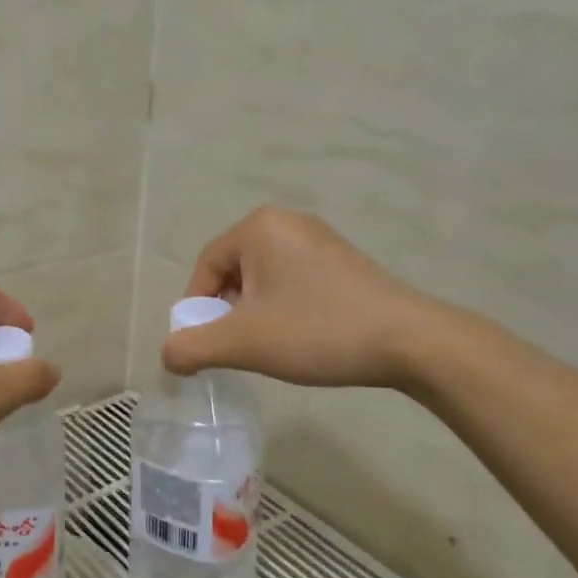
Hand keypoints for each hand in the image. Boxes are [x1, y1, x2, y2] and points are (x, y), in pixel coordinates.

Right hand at [162, 207, 458, 390]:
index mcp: (258, 227)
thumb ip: (192, 347)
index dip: (196, 308)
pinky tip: (301, 335)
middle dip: (228, 311)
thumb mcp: (243, 342)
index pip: (205, 266)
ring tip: (271, 345)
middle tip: (238, 347)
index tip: (205, 345)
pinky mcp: (342, 259)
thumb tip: (168, 356)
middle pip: (234, 270)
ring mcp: (319, 238)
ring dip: (255, 312)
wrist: (409, 341)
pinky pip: (293, 279)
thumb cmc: (316, 330)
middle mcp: (287, 221)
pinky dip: (284, 307)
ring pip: (264, 278)